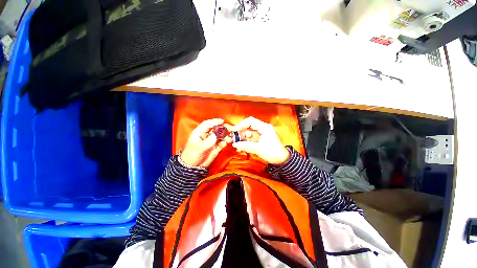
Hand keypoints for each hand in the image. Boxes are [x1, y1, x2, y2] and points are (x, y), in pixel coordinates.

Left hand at [181, 119, 232, 167]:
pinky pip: (221, 143)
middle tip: (229, 128)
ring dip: (225, 136)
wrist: (193, 167)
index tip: (222, 121)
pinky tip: (226, 143)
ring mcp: (211, 142)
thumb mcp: (198, 148)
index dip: (214, 121)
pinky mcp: (215, 147)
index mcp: (199, 133)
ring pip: (220, 136)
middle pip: (215, 129)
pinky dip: (225, 142)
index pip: (207, 124)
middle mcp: (206, 136)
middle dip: (223, 128)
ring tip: (229, 138)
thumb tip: (215, 136)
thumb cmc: (191, 155)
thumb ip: (207, 142)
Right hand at [231, 117, 289, 164]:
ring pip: (249, 132)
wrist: (281, 160)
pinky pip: (251, 138)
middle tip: (234, 138)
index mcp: (264, 127)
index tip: (234, 130)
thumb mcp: (258, 149)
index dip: (241, 124)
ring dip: (242, 137)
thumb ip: (245, 146)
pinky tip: (241, 146)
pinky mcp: (260, 138)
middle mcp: (263, 128)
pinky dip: (246, 141)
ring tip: (236, 144)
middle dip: (241, 132)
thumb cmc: (273, 153)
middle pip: (249, 126)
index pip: (250, 121)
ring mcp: (261, 133)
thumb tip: (235, 144)